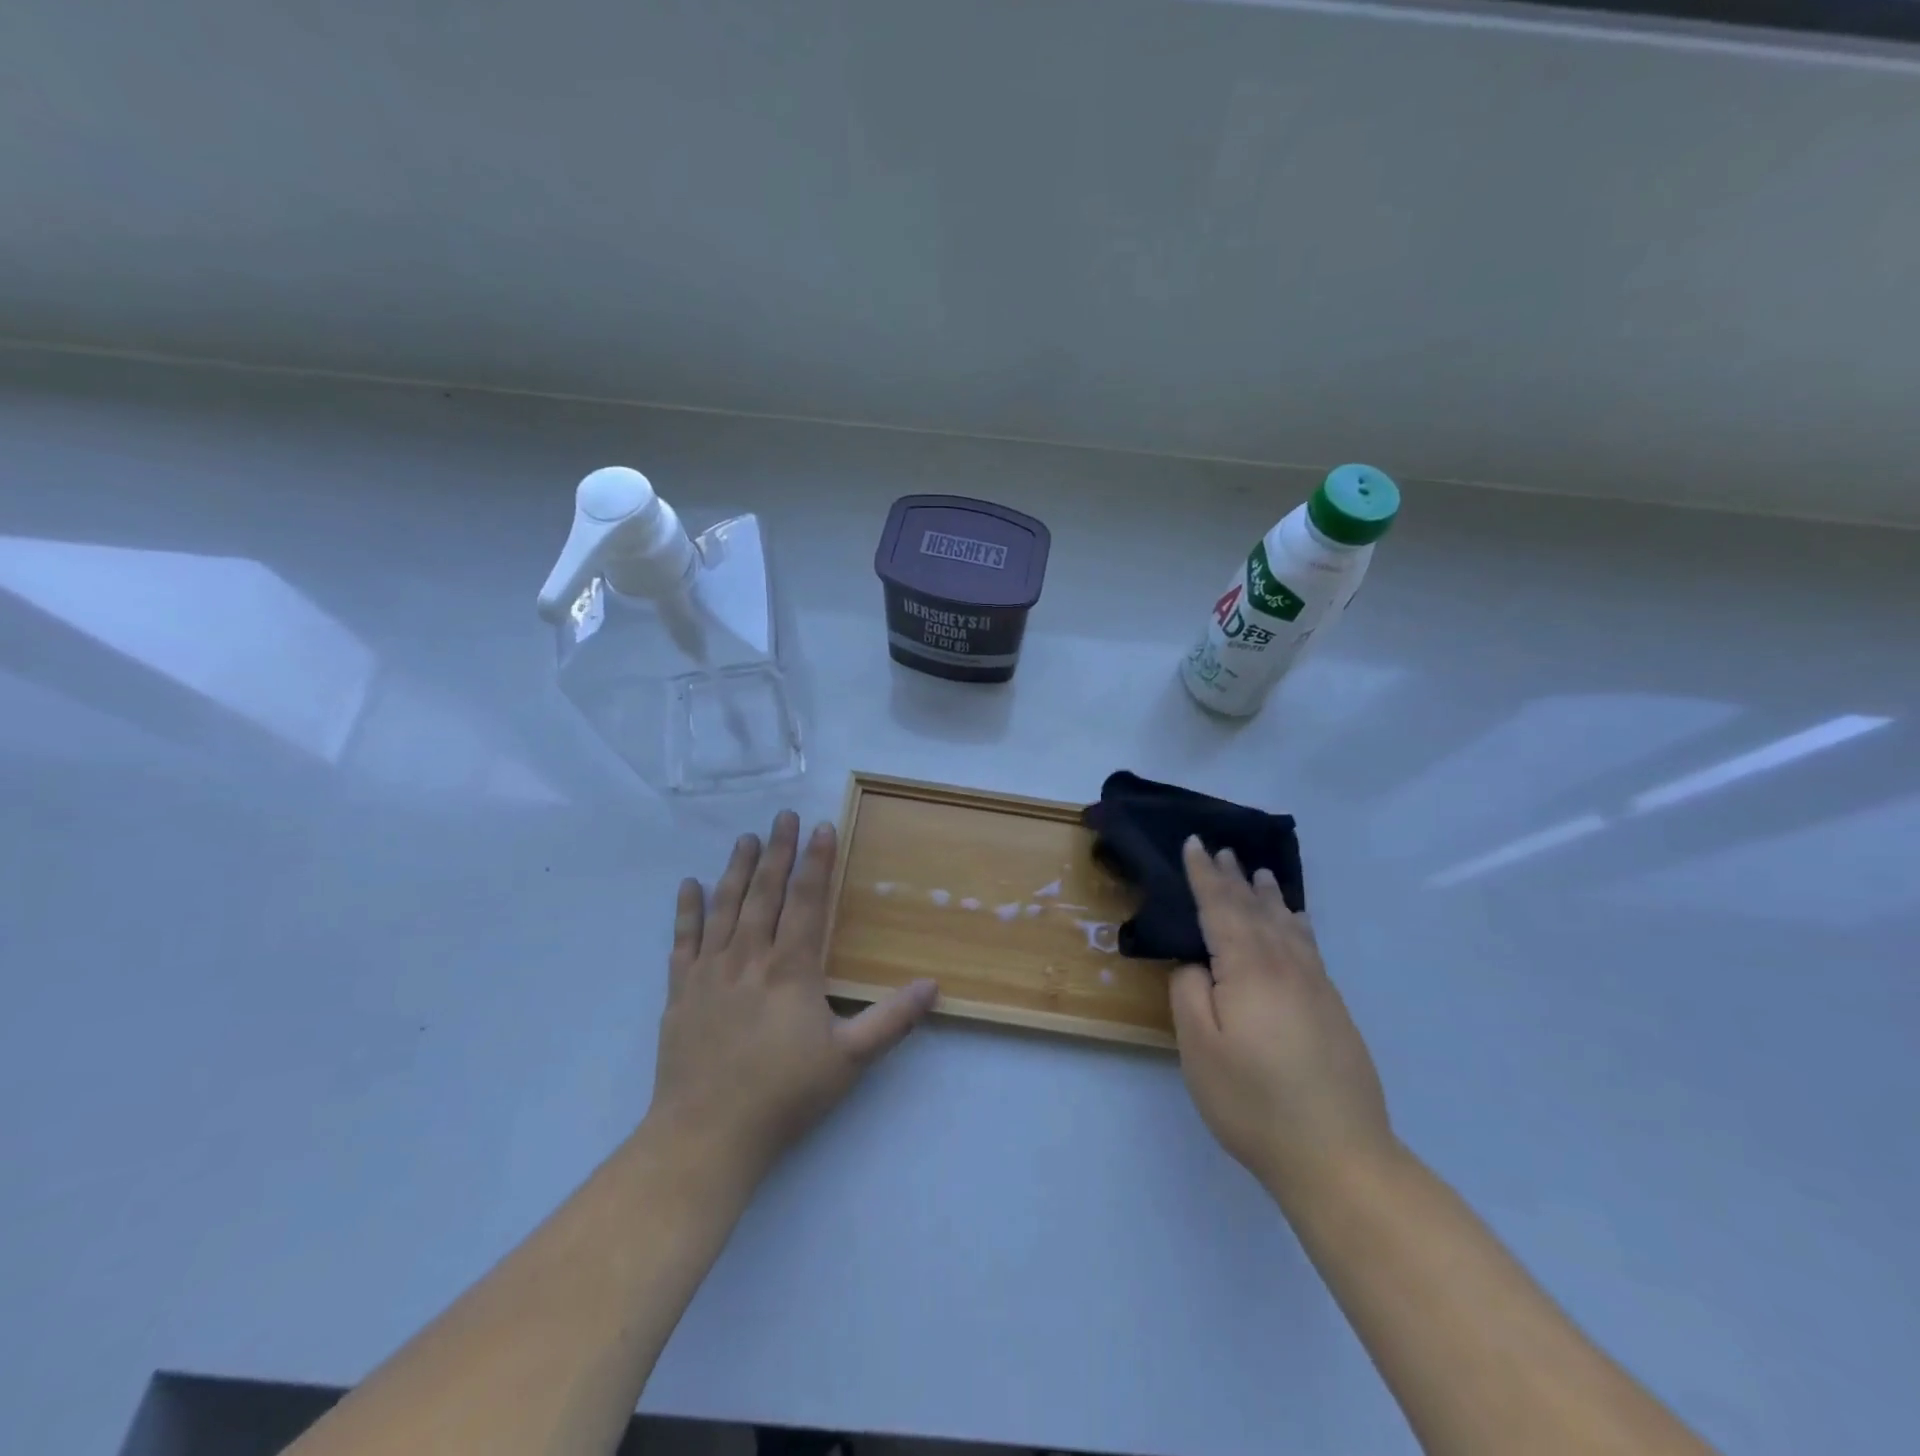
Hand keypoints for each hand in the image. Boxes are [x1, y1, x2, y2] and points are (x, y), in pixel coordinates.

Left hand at [646, 811, 937, 1186]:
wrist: (706, 1135)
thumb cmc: (784, 1096)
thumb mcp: (850, 1060)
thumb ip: (892, 1020)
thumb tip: (934, 986)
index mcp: (791, 969)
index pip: (807, 902)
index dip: (817, 862)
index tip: (822, 827)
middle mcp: (749, 958)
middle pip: (765, 893)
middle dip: (777, 851)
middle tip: (783, 816)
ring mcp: (710, 972)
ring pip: (725, 907)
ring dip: (736, 869)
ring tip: (745, 838)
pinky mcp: (681, 991)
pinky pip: (683, 939)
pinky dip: (687, 910)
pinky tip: (690, 885)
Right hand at [1168, 838, 1396, 1204]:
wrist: (1339, 1156)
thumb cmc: (1254, 1102)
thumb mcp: (1200, 1049)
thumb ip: (1190, 994)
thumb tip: (1198, 964)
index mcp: (1248, 970)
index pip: (1220, 909)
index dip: (1204, 875)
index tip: (1194, 843)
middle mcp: (1285, 967)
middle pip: (1255, 910)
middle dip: (1234, 878)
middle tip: (1221, 849)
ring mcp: (1315, 987)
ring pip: (1286, 926)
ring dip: (1268, 896)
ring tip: (1260, 873)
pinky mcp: (1333, 1009)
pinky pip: (1309, 947)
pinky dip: (1296, 924)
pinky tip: (1295, 922)